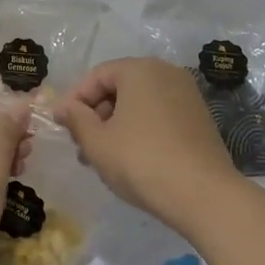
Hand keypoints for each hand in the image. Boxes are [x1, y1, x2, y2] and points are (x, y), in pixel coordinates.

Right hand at [53, 58, 237, 225]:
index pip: (96, 76)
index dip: (74, 100)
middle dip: (96, 115)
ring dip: (116, 125)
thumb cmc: (141, 161)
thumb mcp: (97, 142)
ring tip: (102, 158)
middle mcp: (166, 72)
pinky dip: (140, 129)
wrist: (204, 194)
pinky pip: (159, 115)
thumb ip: (76, 119)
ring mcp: (187, 94)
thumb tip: (64, 107)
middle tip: (81, 145)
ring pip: (139, 103)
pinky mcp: (199, 117)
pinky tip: (131, 159)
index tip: (61, 126)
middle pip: (119, 87)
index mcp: (139, 69)